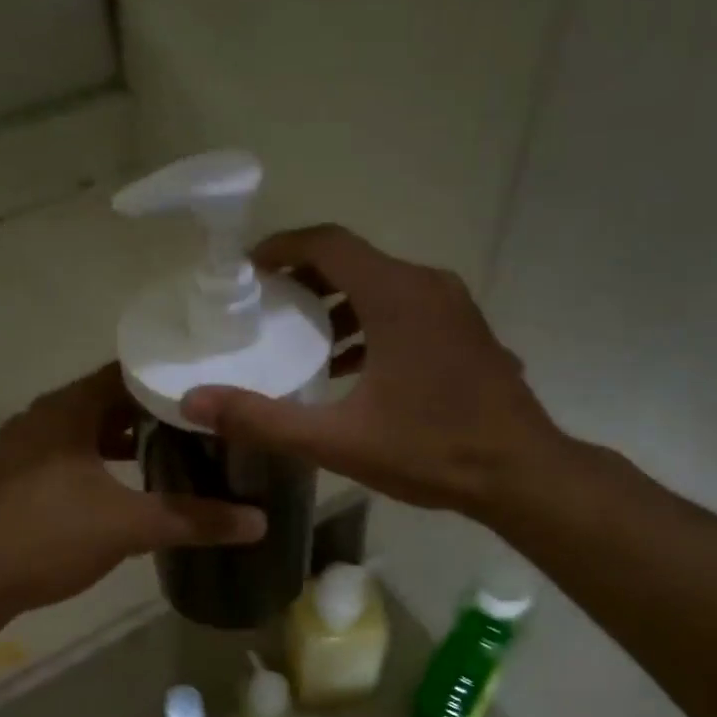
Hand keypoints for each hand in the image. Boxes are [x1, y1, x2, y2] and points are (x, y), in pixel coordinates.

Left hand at [0, 365, 265, 617]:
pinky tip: (128, 485)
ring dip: (126, 439)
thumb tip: (259, 521)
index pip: (125, 373)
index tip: (209, 389)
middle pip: (107, 401)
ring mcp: (25, 450)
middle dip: (153, 412)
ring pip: (87, 431)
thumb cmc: (48, 536)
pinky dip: (102, 462)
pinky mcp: (18, 479)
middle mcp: (42, 419)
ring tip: (174, 449)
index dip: (167, 380)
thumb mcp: (128, 525)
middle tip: (202, 422)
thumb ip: (195, 519)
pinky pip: (70, 455)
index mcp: (66, 410)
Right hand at [180, 226, 556, 516]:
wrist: (521, 474)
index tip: (248, 270)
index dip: (282, 247)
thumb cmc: (430, 450)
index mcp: (396, 295)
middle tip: (267, 308)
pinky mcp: (468, 332)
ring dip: (340, 306)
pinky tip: (354, 369)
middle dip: (306, 280)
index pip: (328, 243)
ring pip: (384, 286)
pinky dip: (373, 324)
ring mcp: (455, 308)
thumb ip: (263, 419)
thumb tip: (194, 403)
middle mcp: (428, 286)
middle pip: (355, 261)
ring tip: (304, 341)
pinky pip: (409, 310)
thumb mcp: (337, 440)